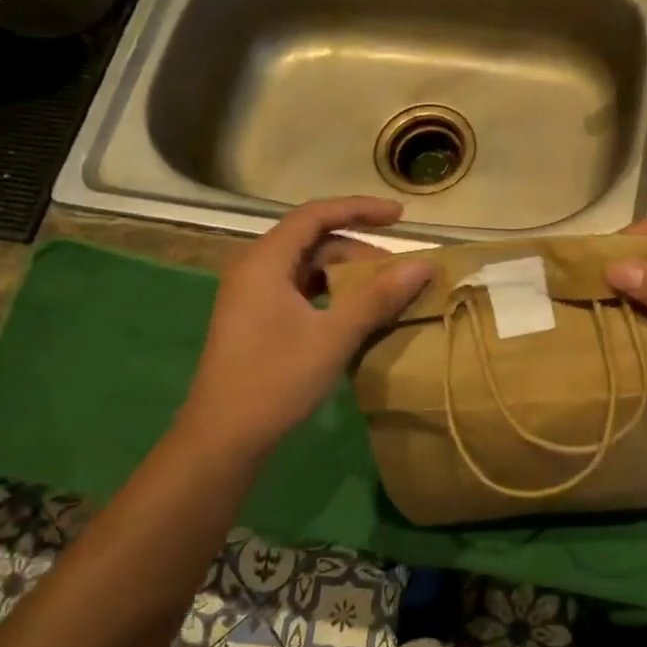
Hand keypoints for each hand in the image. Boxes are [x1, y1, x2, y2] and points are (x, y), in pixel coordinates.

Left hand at [183, 197, 432, 456]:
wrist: (224, 437)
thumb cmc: (276, 379)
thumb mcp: (334, 335)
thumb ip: (378, 296)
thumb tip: (423, 264)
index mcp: (265, 261)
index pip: (316, 215)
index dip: (360, 209)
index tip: (401, 217)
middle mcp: (255, 268)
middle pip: (314, 241)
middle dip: (359, 250)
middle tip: (398, 273)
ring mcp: (252, 295)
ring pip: (308, 268)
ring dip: (347, 275)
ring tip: (383, 294)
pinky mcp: (256, 319)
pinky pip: (300, 290)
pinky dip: (331, 294)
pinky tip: (354, 315)